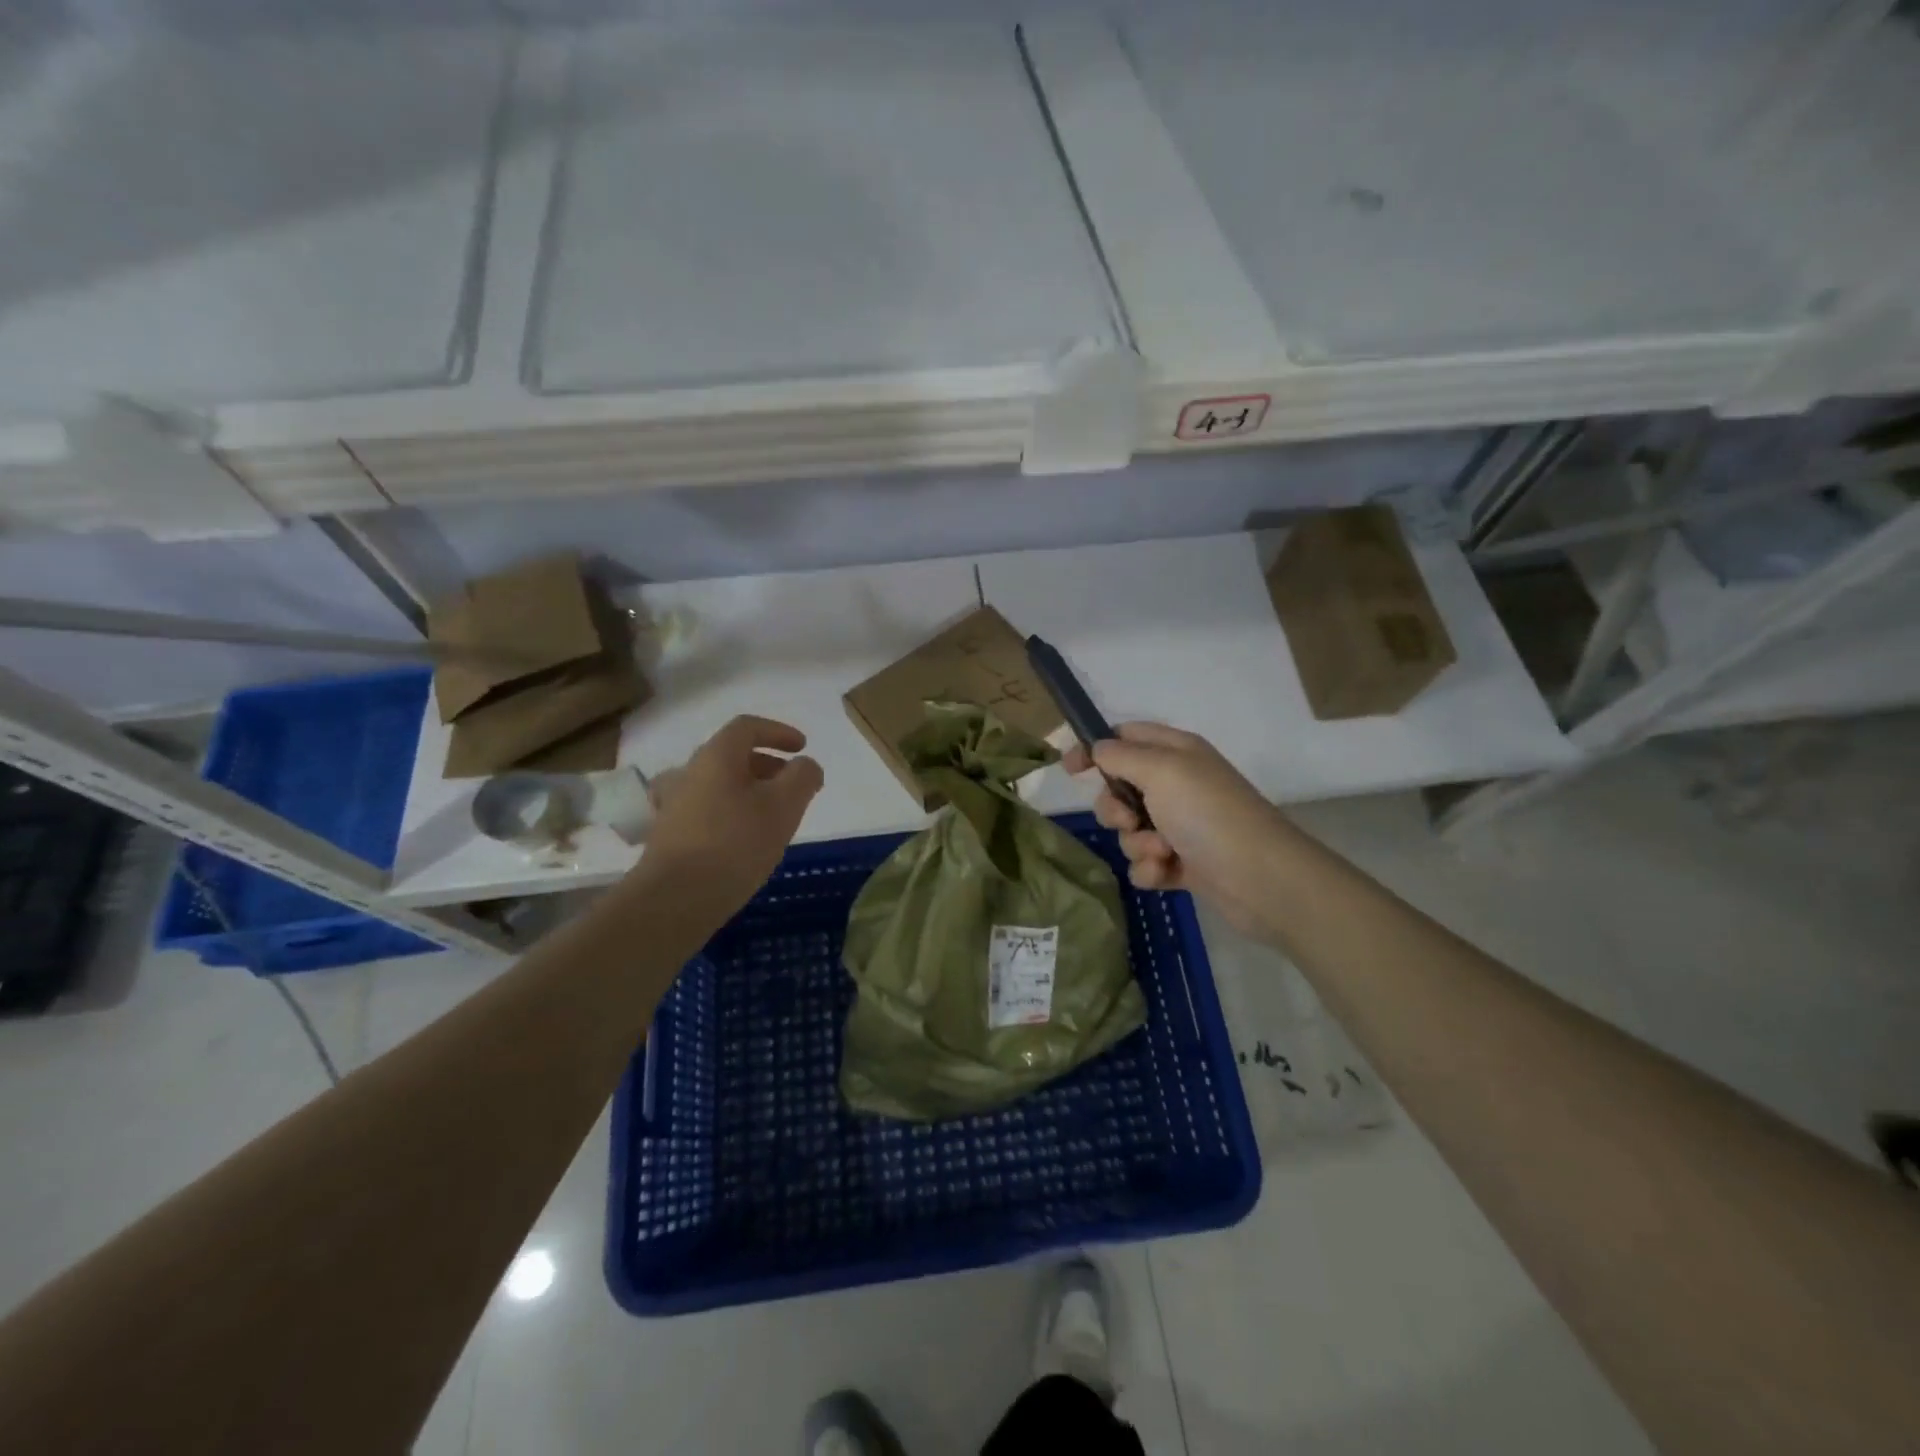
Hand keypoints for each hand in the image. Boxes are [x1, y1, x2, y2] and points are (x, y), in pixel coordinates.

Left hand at [641, 715, 823, 915]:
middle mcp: (689, 772)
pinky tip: (742, 839)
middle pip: (731, 755)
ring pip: (717, 784)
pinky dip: (729, 813)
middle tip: (792, 785)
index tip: (802, 748)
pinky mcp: (668, 835)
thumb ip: (802, 777)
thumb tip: (805, 765)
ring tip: (771, 815)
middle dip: (767, 764)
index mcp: (716, 756)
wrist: (675, 898)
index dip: (778, 732)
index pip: (747, 727)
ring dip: (747, 791)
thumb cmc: (735, 843)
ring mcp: (674, 804)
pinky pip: (705, 810)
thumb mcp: (784, 806)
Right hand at [1063, 722, 1292, 939]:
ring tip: (1162, 853)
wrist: (1260, 878)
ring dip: (1136, 843)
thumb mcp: (1161, 770)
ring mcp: (1181, 825)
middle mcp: (1177, 784)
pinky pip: (1144, 862)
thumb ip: (1121, 755)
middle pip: (1119, 788)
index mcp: (1176, 752)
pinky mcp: (1183, 862)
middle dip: (1114, 808)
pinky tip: (1166, 874)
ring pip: (1129, 829)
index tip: (1071, 769)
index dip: (1095, 749)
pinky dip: (1150, 869)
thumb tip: (1098, 748)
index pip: (1125, 737)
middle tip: (1130, 820)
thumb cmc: (1208, 813)